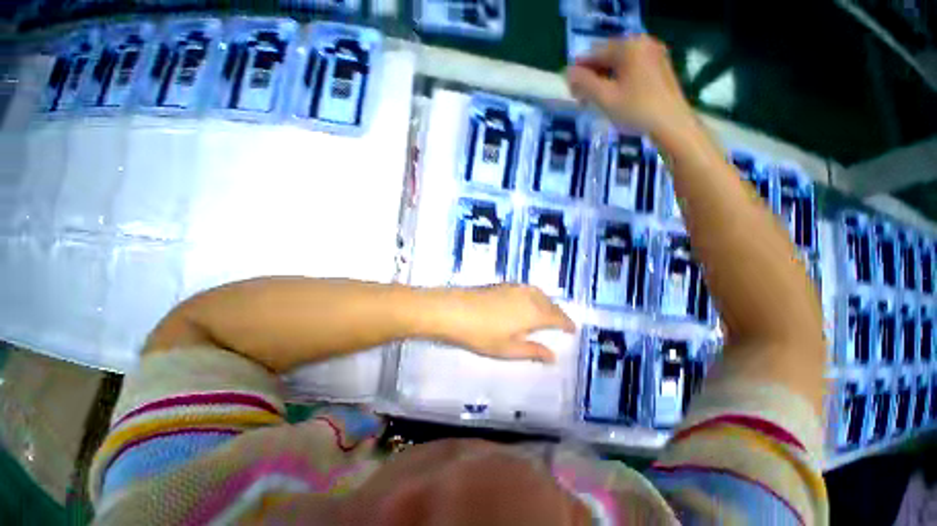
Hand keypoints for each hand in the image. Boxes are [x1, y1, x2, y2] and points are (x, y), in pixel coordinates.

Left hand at [434, 284, 575, 362]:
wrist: (453, 309)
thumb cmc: (481, 333)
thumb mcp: (508, 348)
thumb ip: (532, 351)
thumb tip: (553, 356)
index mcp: (534, 312)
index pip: (557, 317)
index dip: (566, 324)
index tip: (572, 330)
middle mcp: (528, 296)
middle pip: (550, 303)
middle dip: (558, 313)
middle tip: (561, 323)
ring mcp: (514, 287)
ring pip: (538, 293)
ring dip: (546, 302)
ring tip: (546, 312)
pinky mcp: (502, 284)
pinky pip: (526, 289)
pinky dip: (534, 296)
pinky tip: (527, 302)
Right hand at [566, 36, 693, 136]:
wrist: (672, 124)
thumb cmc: (636, 110)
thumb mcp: (605, 98)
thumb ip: (584, 83)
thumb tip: (568, 73)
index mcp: (629, 46)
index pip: (595, 53)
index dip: (579, 70)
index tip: (569, 87)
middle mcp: (643, 43)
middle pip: (608, 56)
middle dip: (592, 75)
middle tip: (581, 97)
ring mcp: (654, 54)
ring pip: (620, 63)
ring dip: (604, 78)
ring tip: (595, 99)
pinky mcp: (660, 67)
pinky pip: (632, 68)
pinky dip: (618, 79)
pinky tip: (613, 96)